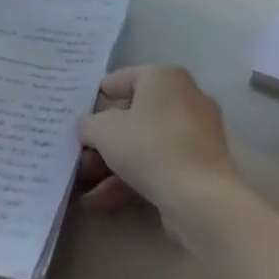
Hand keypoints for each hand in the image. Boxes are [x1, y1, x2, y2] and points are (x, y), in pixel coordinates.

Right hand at [75, 65, 241, 223]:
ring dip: (112, 163)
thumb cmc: (149, 147)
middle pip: (133, 114)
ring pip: (144, 143)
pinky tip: (101, 200)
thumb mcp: (102, 130)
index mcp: (164, 77)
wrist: (200, 198)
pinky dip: (132, 177)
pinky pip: (159, 163)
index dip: (96, 98)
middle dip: (103, 138)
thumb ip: (88, 124)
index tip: (78, 116)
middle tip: (80, 154)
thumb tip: (89, 128)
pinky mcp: (201, 165)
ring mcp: (196, 133)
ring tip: (84, 184)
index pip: (122, 79)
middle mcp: (185, 98)